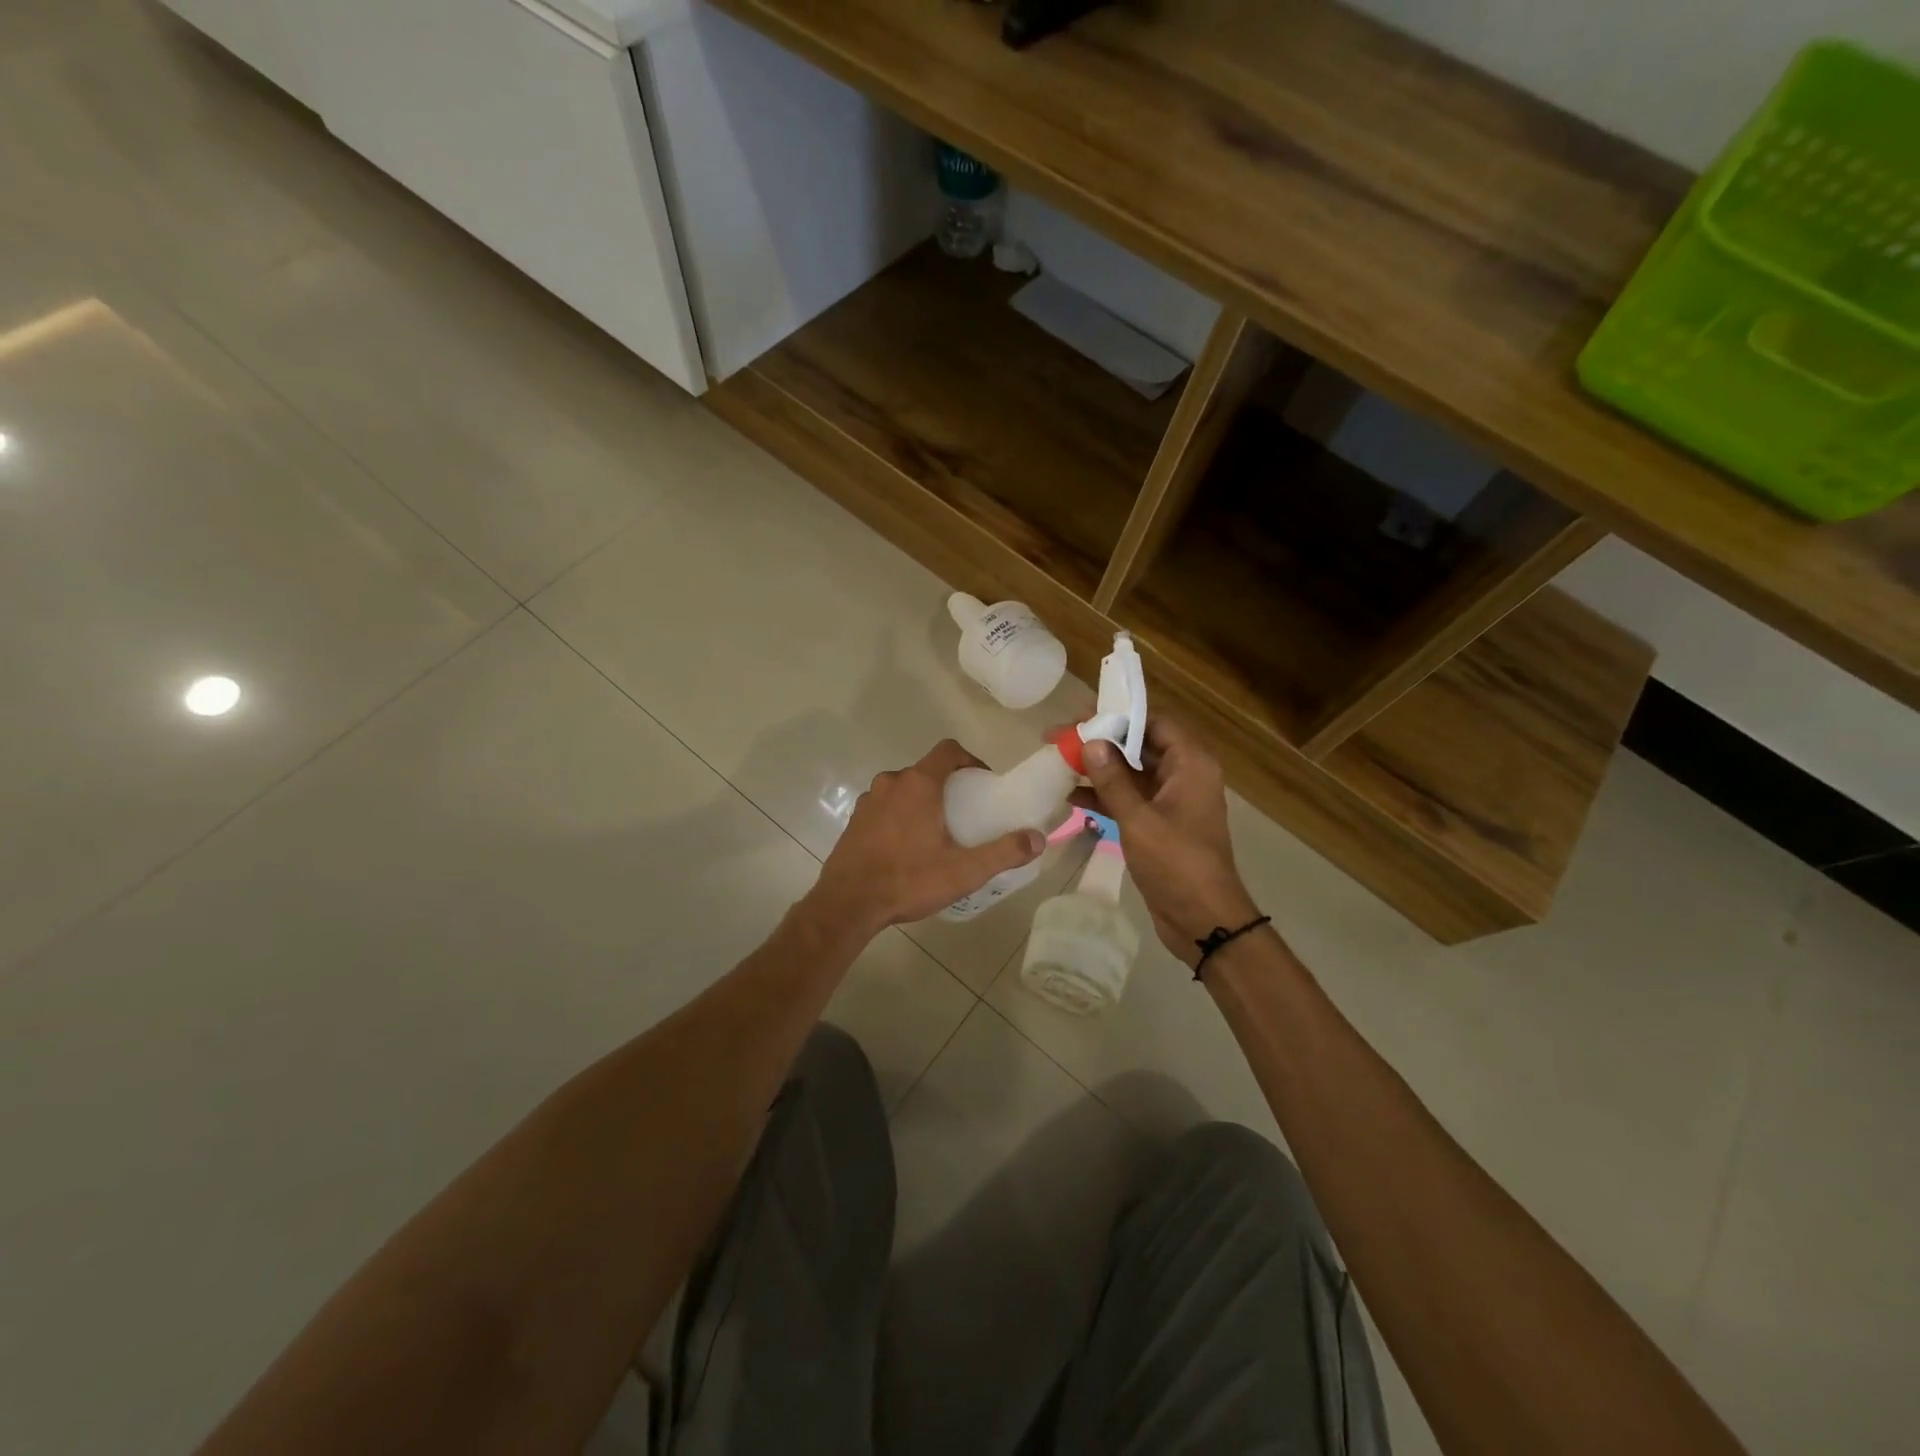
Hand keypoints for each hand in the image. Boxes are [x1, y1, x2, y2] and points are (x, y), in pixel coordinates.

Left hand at [807, 740, 1044, 933]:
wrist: (847, 904)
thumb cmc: (908, 880)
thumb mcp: (964, 871)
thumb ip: (1004, 852)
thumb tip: (1038, 838)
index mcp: (918, 784)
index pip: (948, 750)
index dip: (970, 760)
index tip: (983, 783)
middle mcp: (891, 783)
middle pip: (927, 771)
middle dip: (949, 786)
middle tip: (966, 814)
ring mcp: (868, 801)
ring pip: (904, 790)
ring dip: (922, 802)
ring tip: (938, 833)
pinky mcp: (854, 821)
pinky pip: (885, 808)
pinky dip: (900, 817)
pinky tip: (908, 848)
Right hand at [1076, 717, 1259, 964]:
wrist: (1203, 920)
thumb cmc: (1177, 864)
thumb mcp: (1139, 819)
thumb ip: (1113, 780)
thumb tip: (1089, 743)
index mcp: (1190, 764)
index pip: (1154, 721)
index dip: (1117, 715)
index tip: (1080, 716)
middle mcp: (1183, 774)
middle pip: (1139, 744)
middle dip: (1100, 741)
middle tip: (1059, 737)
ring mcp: (1171, 800)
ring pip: (1130, 772)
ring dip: (1098, 768)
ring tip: (1057, 762)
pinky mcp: (1158, 823)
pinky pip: (1129, 798)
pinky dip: (1103, 796)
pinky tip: (1070, 796)